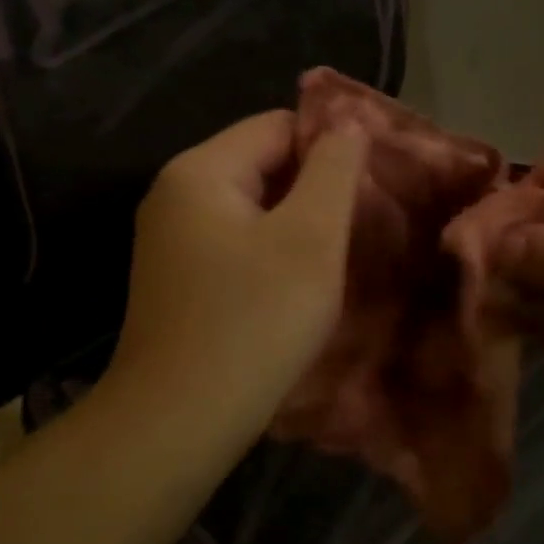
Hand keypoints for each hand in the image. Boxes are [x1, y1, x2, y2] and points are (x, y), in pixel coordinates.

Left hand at [103, 110, 367, 453]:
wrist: (179, 422)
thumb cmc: (253, 322)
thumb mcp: (309, 238)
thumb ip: (333, 170)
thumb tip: (346, 121)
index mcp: (200, 171)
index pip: (277, 126)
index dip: (330, 145)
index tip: (373, 184)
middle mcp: (175, 195)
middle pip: (261, 164)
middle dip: (314, 188)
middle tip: (363, 224)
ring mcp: (170, 242)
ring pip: (251, 210)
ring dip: (296, 225)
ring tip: (337, 256)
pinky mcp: (176, 282)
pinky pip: (234, 246)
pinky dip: (270, 254)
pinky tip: (296, 287)